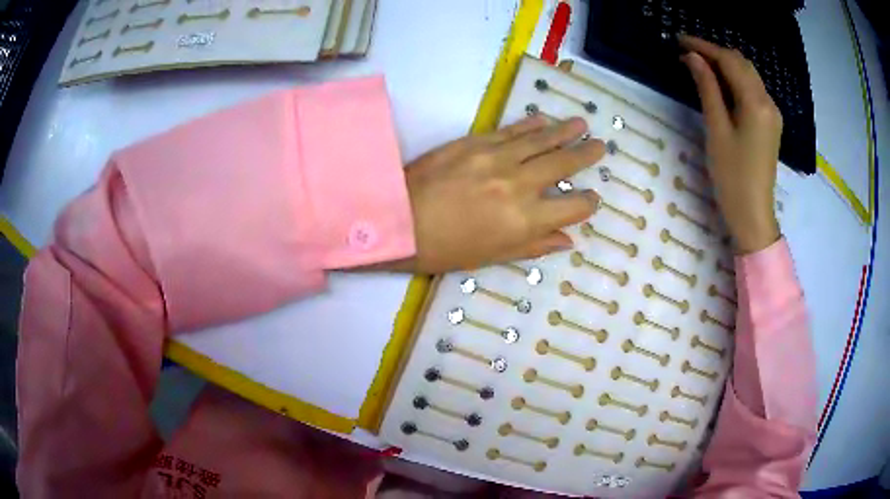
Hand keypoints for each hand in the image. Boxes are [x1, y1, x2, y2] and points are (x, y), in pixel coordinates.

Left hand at [394, 116, 603, 273]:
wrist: (396, 220)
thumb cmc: (443, 249)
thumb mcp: (491, 257)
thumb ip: (534, 245)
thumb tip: (568, 239)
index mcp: (524, 221)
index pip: (572, 207)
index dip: (587, 203)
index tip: (592, 198)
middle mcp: (519, 185)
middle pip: (563, 164)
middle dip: (586, 155)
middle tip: (601, 145)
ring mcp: (497, 158)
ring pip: (541, 140)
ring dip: (565, 131)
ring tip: (582, 123)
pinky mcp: (475, 141)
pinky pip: (511, 130)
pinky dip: (531, 124)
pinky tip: (544, 120)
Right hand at [680, 35, 781, 254]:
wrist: (753, 214)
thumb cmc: (732, 176)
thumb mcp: (717, 130)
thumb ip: (707, 89)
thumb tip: (693, 58)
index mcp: (756, 103)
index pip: (729, 61)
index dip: (704, 47)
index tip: (680, 40)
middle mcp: (768, 102)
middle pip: (742, 63)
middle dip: (715, 53)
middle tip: (688, 52)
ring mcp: (772, 113)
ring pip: (748, 75)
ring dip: (725, 65)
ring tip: (700, 65)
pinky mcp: (771, 123)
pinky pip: (753, 90)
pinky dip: (735, 80)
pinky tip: (720, 84)